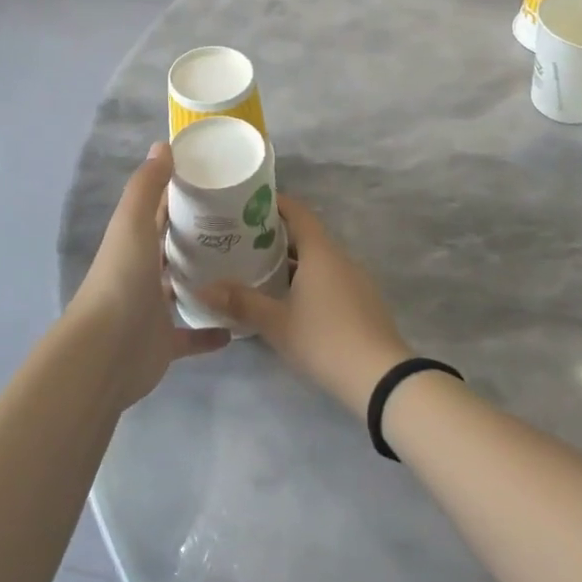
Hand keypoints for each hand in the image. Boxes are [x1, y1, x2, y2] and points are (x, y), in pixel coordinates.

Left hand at [67, 142, 228, 409]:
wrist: (104, 352)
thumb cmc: (121, 280)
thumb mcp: (132, 223)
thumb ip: (147, 186)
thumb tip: (163, 145)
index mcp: (134, 242)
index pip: (160, 211)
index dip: (183, 195)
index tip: (219, 183)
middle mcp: (142, 272)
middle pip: (173, 249)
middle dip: (201, 237)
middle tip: (245, 226)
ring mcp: (153, 310)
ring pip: (182, 290)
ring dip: (207, 281)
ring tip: (246, 268)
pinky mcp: (165, 343)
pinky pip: (192, 336)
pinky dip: (212, 331)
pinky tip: (238, 325)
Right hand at [202, 197, 413, 413]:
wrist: (380, 378)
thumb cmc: (324, 340)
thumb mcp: (276, 323)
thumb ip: (240, 302)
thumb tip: (200, 288)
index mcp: (320, 252)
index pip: (297, 212)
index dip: (274, 203)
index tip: (246, 204)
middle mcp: (340, 258)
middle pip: (305, 235)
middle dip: (274, 236)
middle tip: (241, 240)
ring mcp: (355, 280)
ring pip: (317, 259)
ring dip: (290, 261)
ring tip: (257, 269)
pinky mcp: (361, 301)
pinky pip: (329, 278)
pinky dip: (306, 278)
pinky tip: (288, 299)